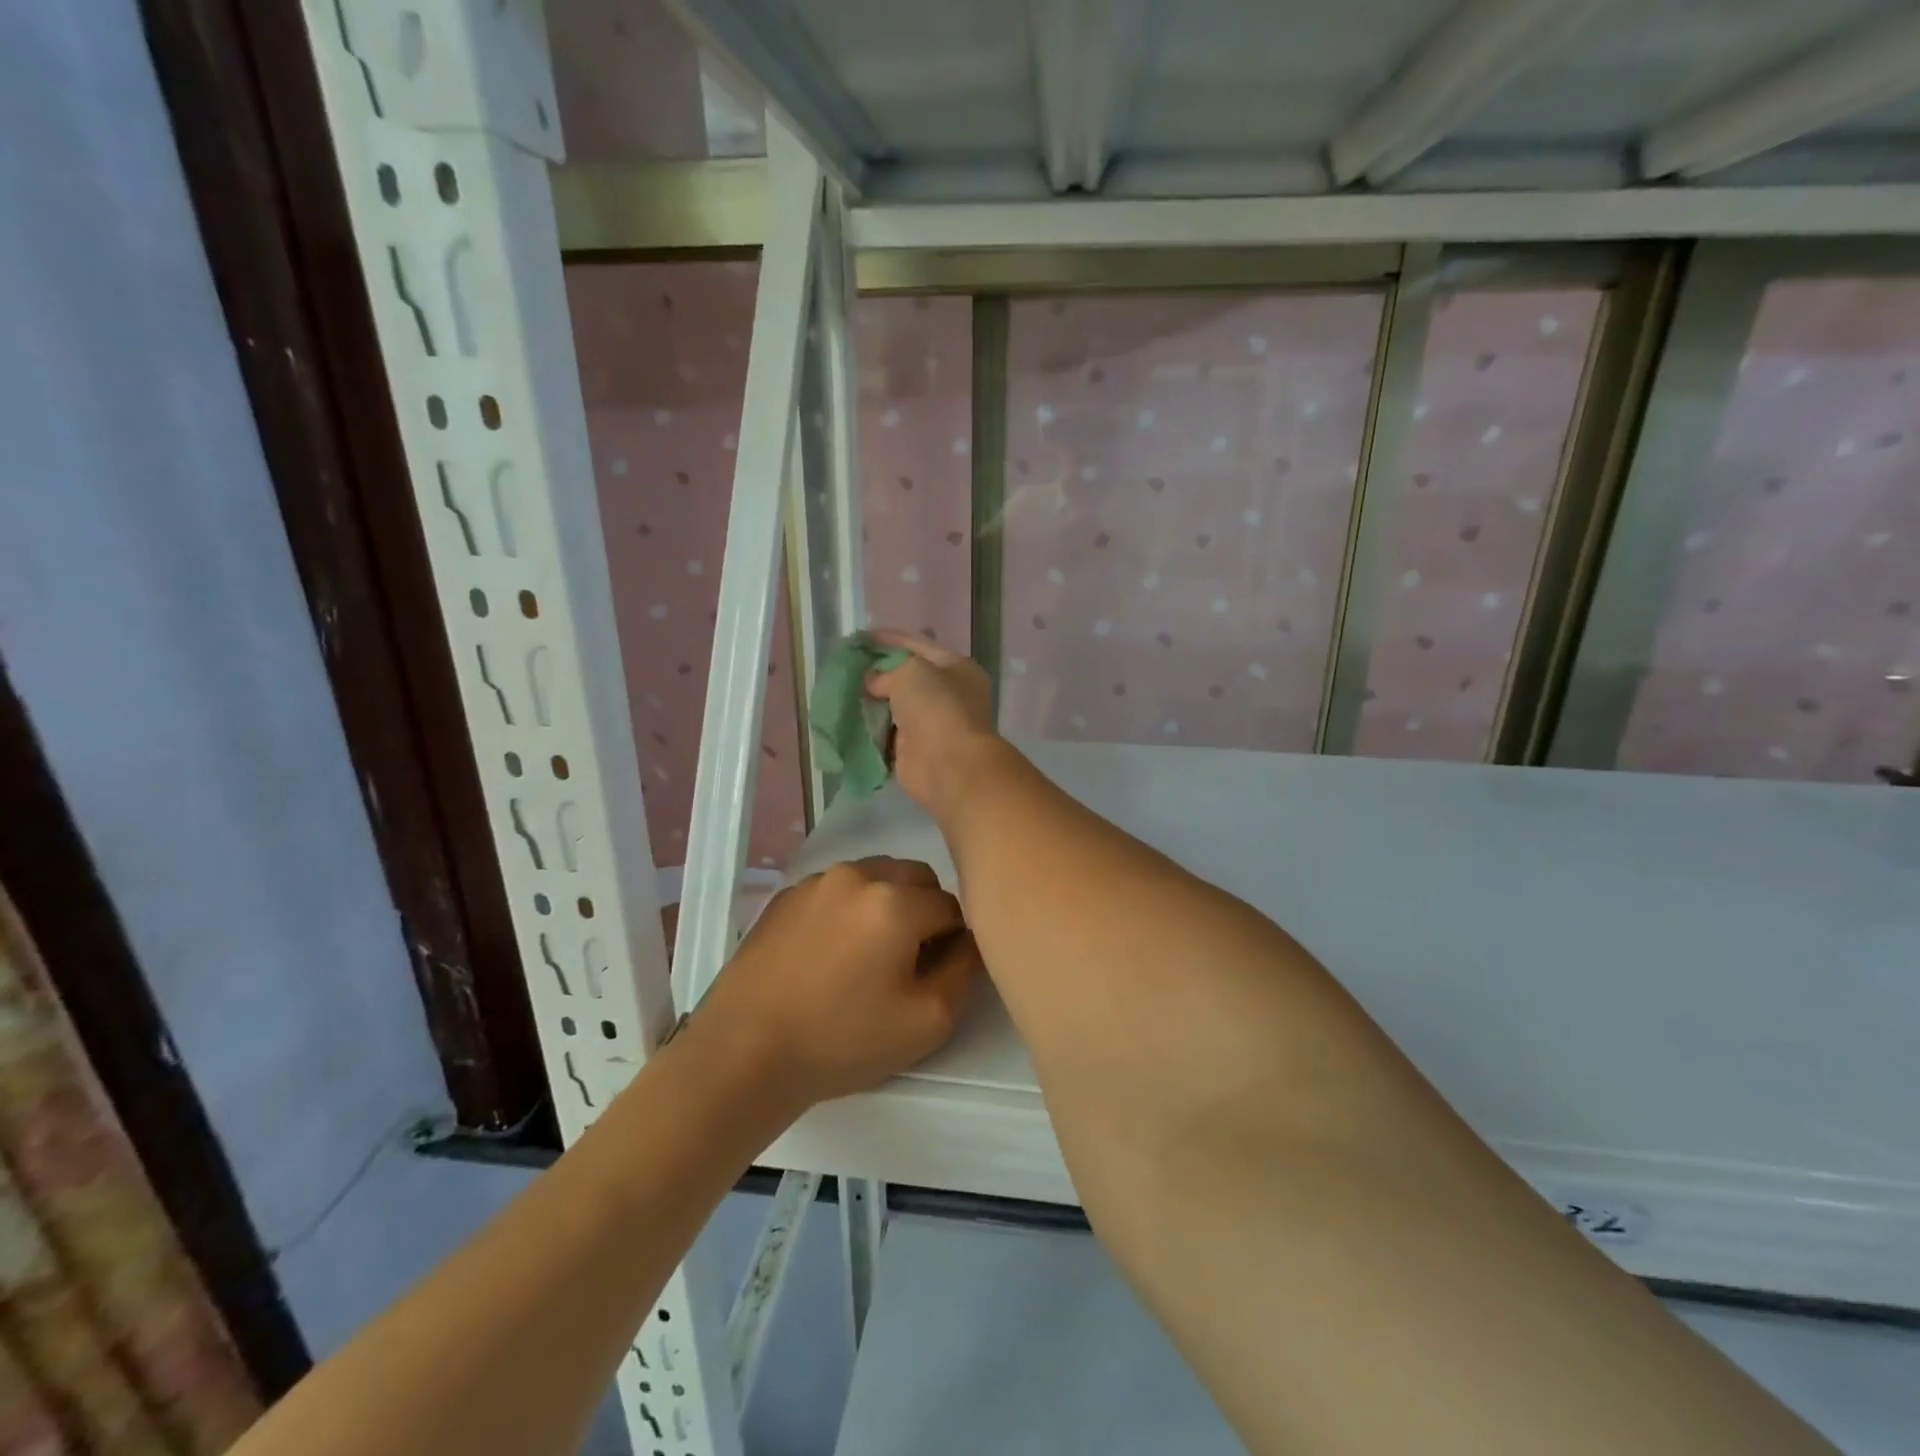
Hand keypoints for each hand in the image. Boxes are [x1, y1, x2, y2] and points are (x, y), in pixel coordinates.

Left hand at [693, 857, 980, 1107]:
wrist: (745, 1052)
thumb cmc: (843, 1040)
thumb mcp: (928, 1021)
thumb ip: (964, 970)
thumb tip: (967, 940)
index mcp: (896, 901)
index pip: (952, 906)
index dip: (953, 940)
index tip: (936, 972)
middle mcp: (858, 875)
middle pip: (916, 878)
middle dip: (924, 911)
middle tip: (908, 960)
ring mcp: (817, 881)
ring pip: (875, 877)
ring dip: (887, 903)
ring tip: (867, 954)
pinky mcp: (786, 895)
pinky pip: (837, 889)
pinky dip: (849, 908)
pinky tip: (831, 953)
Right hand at [863, 630, 998, 823]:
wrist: (947, 764)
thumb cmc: (936, 707)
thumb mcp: (910, 671)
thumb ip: (887, 671)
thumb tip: (872, 682)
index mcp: (957, 669)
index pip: (920, 645)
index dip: (890, 639)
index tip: (861, 638)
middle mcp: (948, 695)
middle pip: (906, 677)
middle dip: (878, 672)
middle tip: (847, 665)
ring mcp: (931, 724)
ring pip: (894, 706)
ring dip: (871, 701)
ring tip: (841, 689)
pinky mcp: (913, 749)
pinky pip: (886, 733)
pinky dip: (869, 728)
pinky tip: (847, 717)